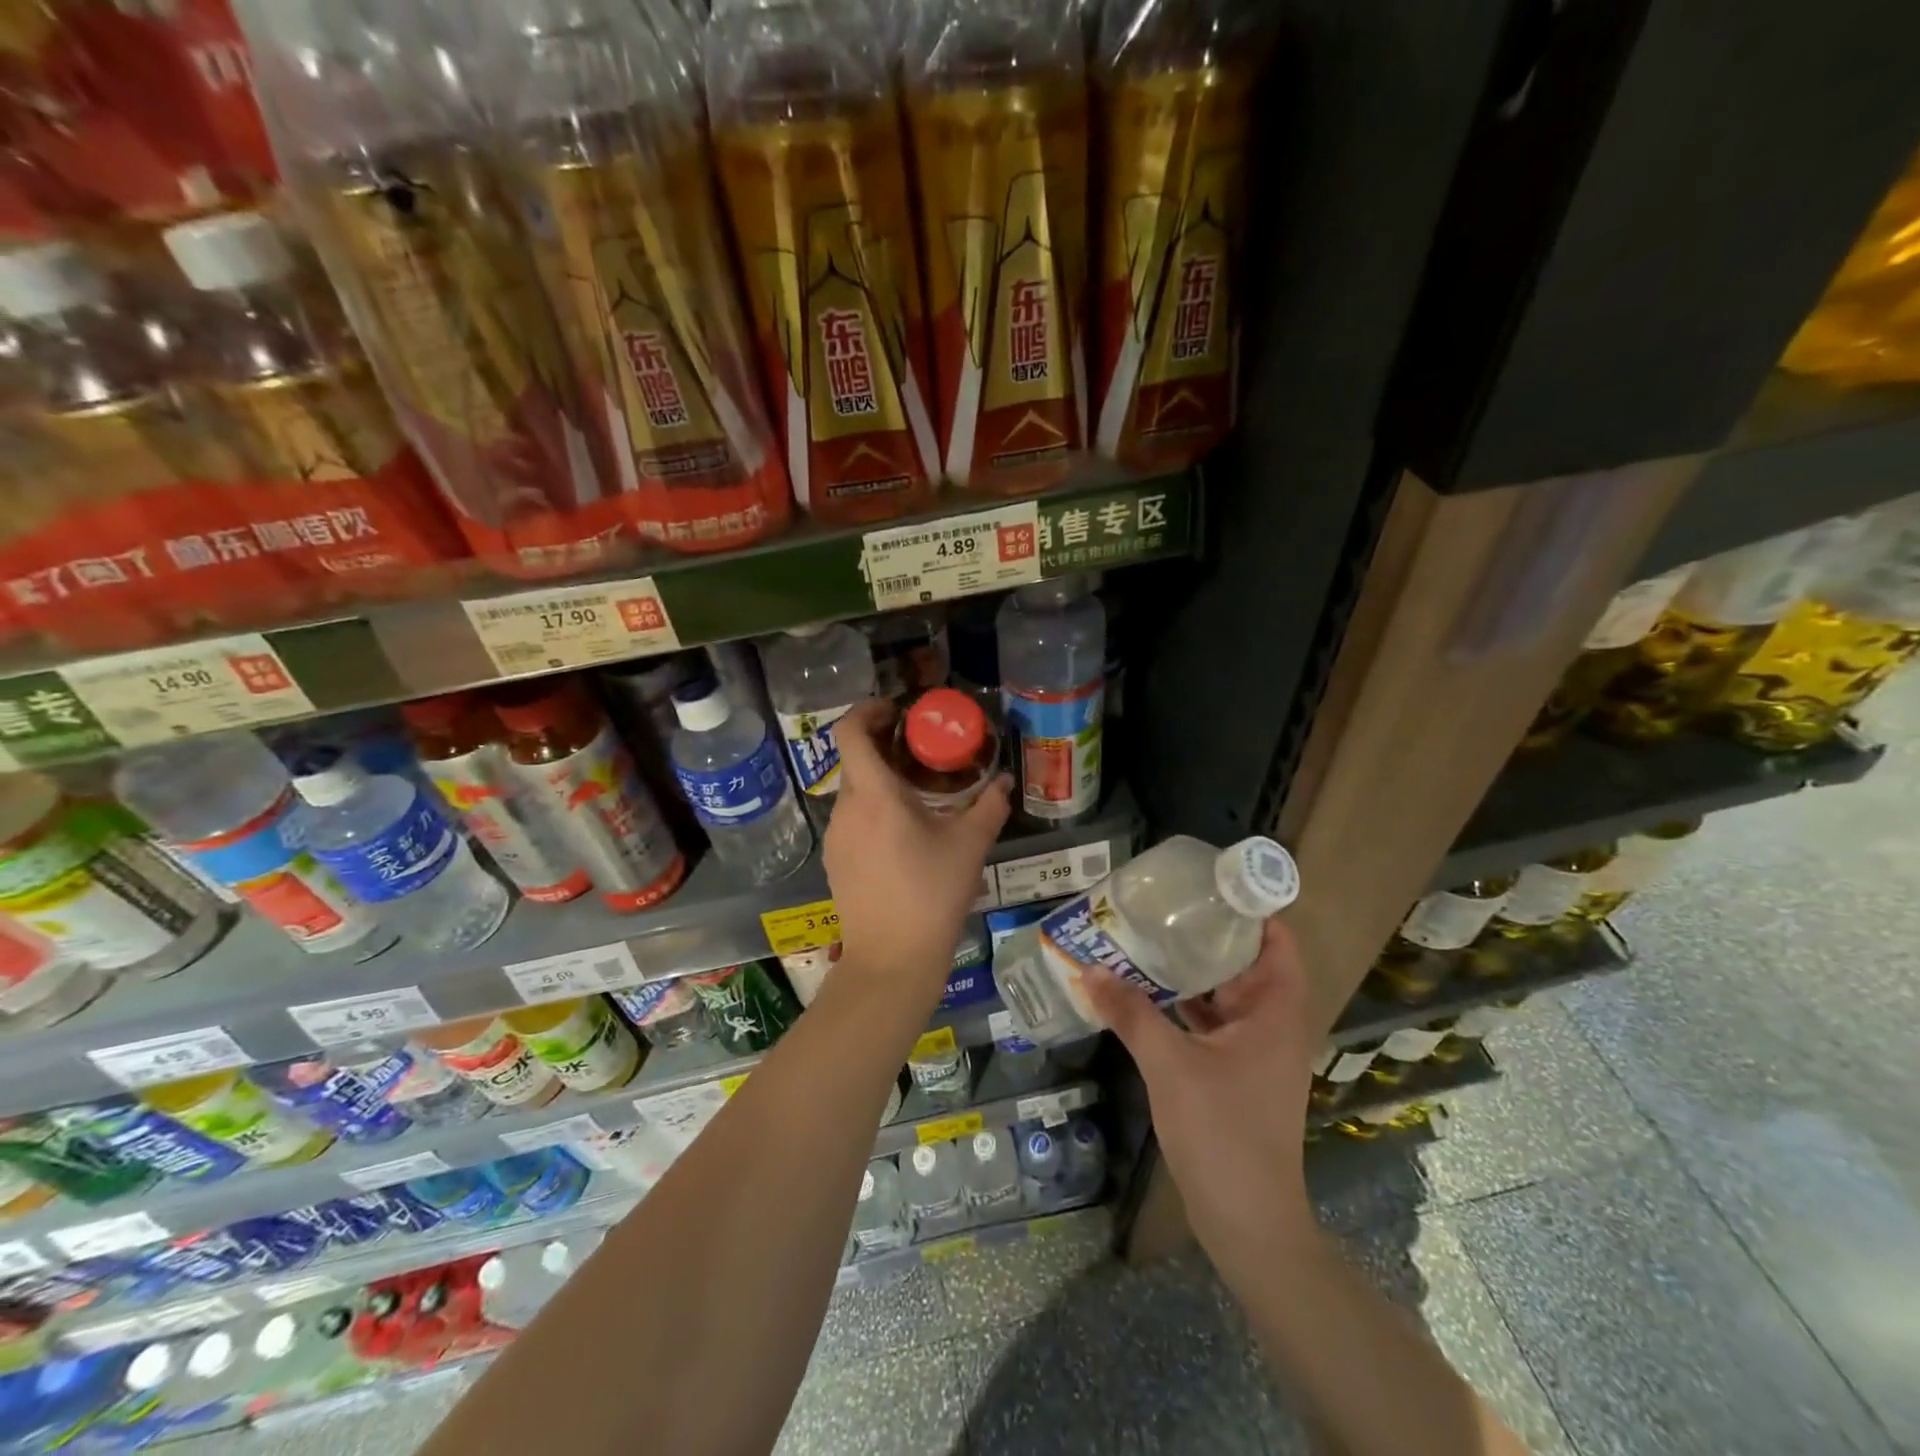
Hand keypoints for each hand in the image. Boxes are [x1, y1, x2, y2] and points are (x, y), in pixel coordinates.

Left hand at [825, 698, 1010, 988]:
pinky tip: (901, 832)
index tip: (895, 710)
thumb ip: (989, 807)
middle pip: (854, 760)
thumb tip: (1004, 783)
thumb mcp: (969, 846)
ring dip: (879, 780)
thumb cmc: (932, 894)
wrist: (892, 959)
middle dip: (883, 745)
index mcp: (874, 795)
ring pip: (853, 791)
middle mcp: (846, 809)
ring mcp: (836, 837)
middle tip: (919, 748)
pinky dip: (872, 809)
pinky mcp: (835, 861)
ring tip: (916, 792)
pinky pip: (851, 819)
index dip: (866, 710)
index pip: (849, 732)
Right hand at [1082, 920, 1318, 1268]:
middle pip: (1243, 962)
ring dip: (1188, 971)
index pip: (1275, 940)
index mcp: (1276, 1011)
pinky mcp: (1235, 1072)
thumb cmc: (1222, 1132)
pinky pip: (1210, 1022)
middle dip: (1203, 934)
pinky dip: (1183, 1005)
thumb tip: (1090, 969)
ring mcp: (1254, 1050)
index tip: (1205, 884)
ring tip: (1144, 939)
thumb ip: (1131, 1012)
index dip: (1248, 908)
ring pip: (1223, 994)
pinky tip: (1143, 992)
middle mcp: (1272, 1023)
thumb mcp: (1170, 1064)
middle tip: (1158, 905)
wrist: (1247, 1220)